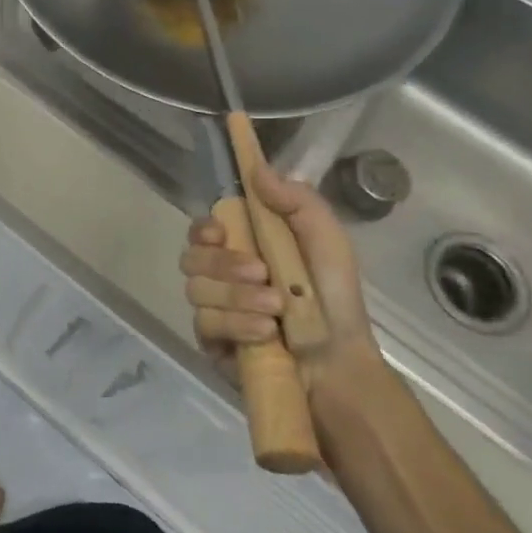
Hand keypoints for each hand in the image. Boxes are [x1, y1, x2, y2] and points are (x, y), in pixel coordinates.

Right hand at [181, 167, 381, 387]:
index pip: (201, 230)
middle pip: (190, 258)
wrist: (341, 363)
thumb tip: (256, 169)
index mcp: (243, 248)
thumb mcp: (326, 241)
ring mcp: (213, 310)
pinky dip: (236, 324)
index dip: (202, 228)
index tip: (219, 232)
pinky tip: (265, 332)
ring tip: (275, 308)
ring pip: (197, 291)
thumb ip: (296, 201)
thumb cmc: (333, 298)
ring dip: (238, 296)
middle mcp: (221, 277)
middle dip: (223, 264)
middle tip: (261, 272)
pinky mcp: (211, 342)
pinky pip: (205, 324)